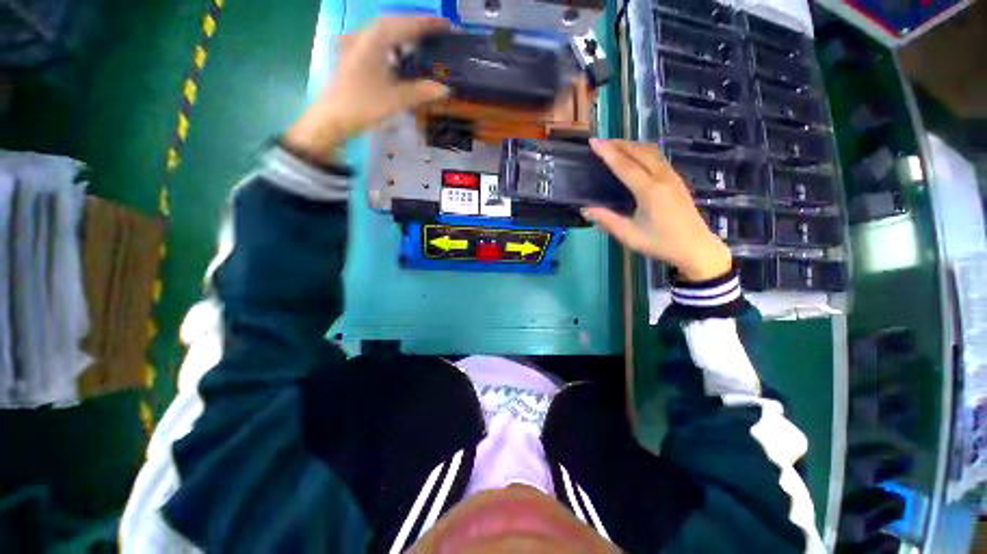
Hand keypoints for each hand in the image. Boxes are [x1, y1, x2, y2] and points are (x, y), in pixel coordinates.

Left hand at [283, 16, 449, 161]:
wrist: (332, 118)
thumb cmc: (362, 106)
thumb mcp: (394, 100)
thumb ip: (420, 92)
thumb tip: (444, 89)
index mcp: (373, 41)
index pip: (404, 25)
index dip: (426, 24)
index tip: (446, 24)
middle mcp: (363, 36)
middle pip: (392, 23)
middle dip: (415, 25)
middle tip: (436, 31)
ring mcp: (355, 45)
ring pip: (383, 32)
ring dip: (402, 34)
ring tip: (420, 41)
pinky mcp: (352, 56)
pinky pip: (375, 43)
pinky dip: (391, 45)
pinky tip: (398, 56)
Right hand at [584, 139, 732, 281]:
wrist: (696, 248)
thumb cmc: (660, 243)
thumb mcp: (629, 235)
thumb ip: (606, 220)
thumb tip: (585, 208)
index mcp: (649, 191)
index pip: (625, 165)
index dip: (608, 153)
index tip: (594, 142)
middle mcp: (662, 178)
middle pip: (640, 151)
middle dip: (619, 143)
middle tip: (601, 142)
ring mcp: (673, 177)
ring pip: (651, 151)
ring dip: (632, 145)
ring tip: (615, 146)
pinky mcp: (677, 180)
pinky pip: (658, 158)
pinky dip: (642, 152)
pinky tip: (635, 158)